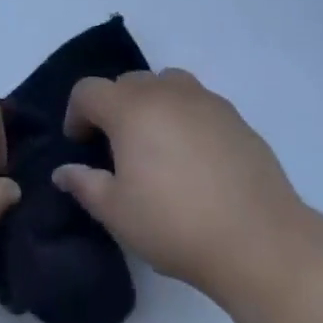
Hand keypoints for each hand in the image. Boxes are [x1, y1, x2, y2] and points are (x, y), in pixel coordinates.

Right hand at [52, 69, 310, 305]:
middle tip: (117, 149)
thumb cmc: (175, 225)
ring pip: (166, 84)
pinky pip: (198, 103)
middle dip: (114, 108)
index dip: (76, 114)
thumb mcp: (117, 214)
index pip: (88, 90)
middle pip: (127, 82)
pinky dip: (185, 117)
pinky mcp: (234, 116)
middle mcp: (165, 91)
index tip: (81, 145)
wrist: (258, 240)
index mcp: (130, 108)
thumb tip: (64, 172)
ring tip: (158, 145)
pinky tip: (195, 158)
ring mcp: (204, 99)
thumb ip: (85, 186)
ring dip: (152, 104)